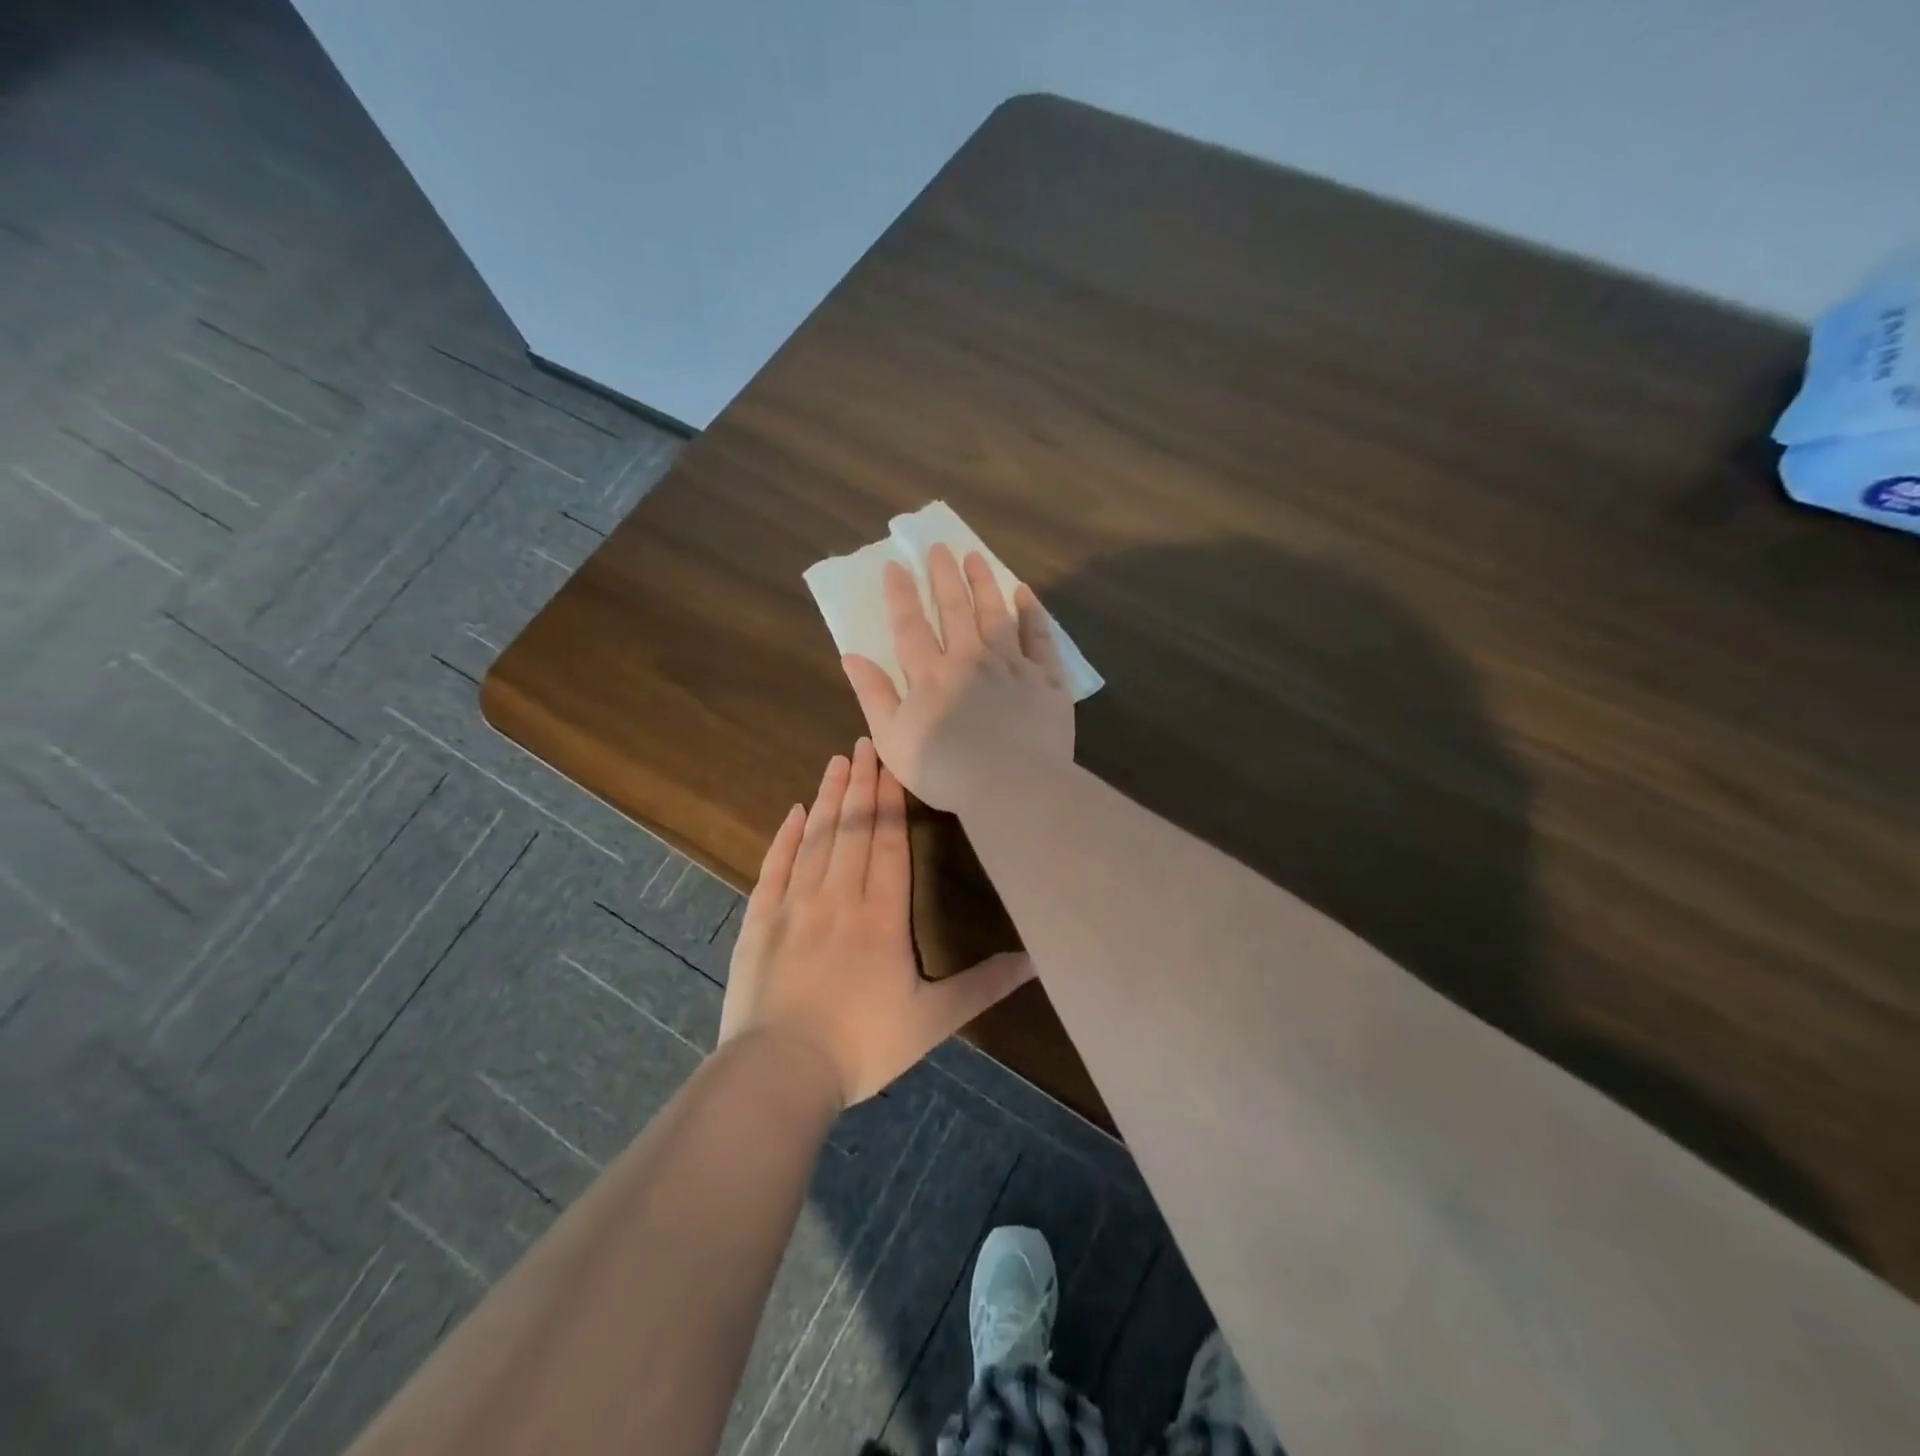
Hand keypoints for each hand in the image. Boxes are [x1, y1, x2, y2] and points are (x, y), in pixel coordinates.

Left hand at [719, 738, 1035, 1104]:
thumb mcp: (932, 1019)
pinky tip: (793, 812)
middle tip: (864, 742)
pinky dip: (784, 837)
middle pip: (852, 829)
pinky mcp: (760, 920)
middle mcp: (838, 897)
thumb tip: (1035, 961)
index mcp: (881, 915)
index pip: (888, 843)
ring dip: (827, 798)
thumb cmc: (863, 1046)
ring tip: (837, 761)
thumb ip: (983, 985)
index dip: (890, 800)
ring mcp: (794, 905)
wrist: (780, 1072)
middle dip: (861, 784)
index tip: (892, 762)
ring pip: (815, 838)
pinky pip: (774, 866)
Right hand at [840, 544, 1074, 812]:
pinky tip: (1025, 594)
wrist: (1012, 787)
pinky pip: (1040, 639)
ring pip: (997, 615)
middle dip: (945, 576)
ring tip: (975, 557)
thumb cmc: (945, 770)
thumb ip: (873, 695)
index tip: (895, 565)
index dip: (901, 594)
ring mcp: (1013, 666)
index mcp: (931, 675)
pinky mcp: (1046, 681)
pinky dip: (1033, 614)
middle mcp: (971, 659)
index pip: (910, 625)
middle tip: (940, 547)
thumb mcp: (893, 739)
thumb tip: (851, 656)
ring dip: (984, 584)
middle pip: (956, 610)